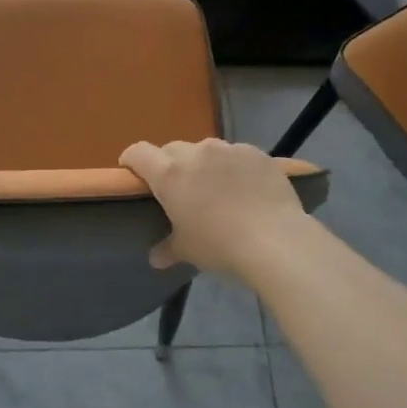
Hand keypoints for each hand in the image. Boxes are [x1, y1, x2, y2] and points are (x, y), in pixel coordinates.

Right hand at [119, 138, 311, 278]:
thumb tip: (156, 258)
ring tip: (216, 187)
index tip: (132, 172)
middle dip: (170, 164)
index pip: (138, 153)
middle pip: (172, 149)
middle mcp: (196, 153)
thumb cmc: (219, 245)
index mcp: (169, 174)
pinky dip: (234, 167)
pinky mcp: (257, 153)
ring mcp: (229, 150)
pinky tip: (246, 188)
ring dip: (204, 164)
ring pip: (206, 150)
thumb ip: (168, 249)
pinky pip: (237, 155)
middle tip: (179, 188)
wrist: (275, 240)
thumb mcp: (188, 250)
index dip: (131, 160)